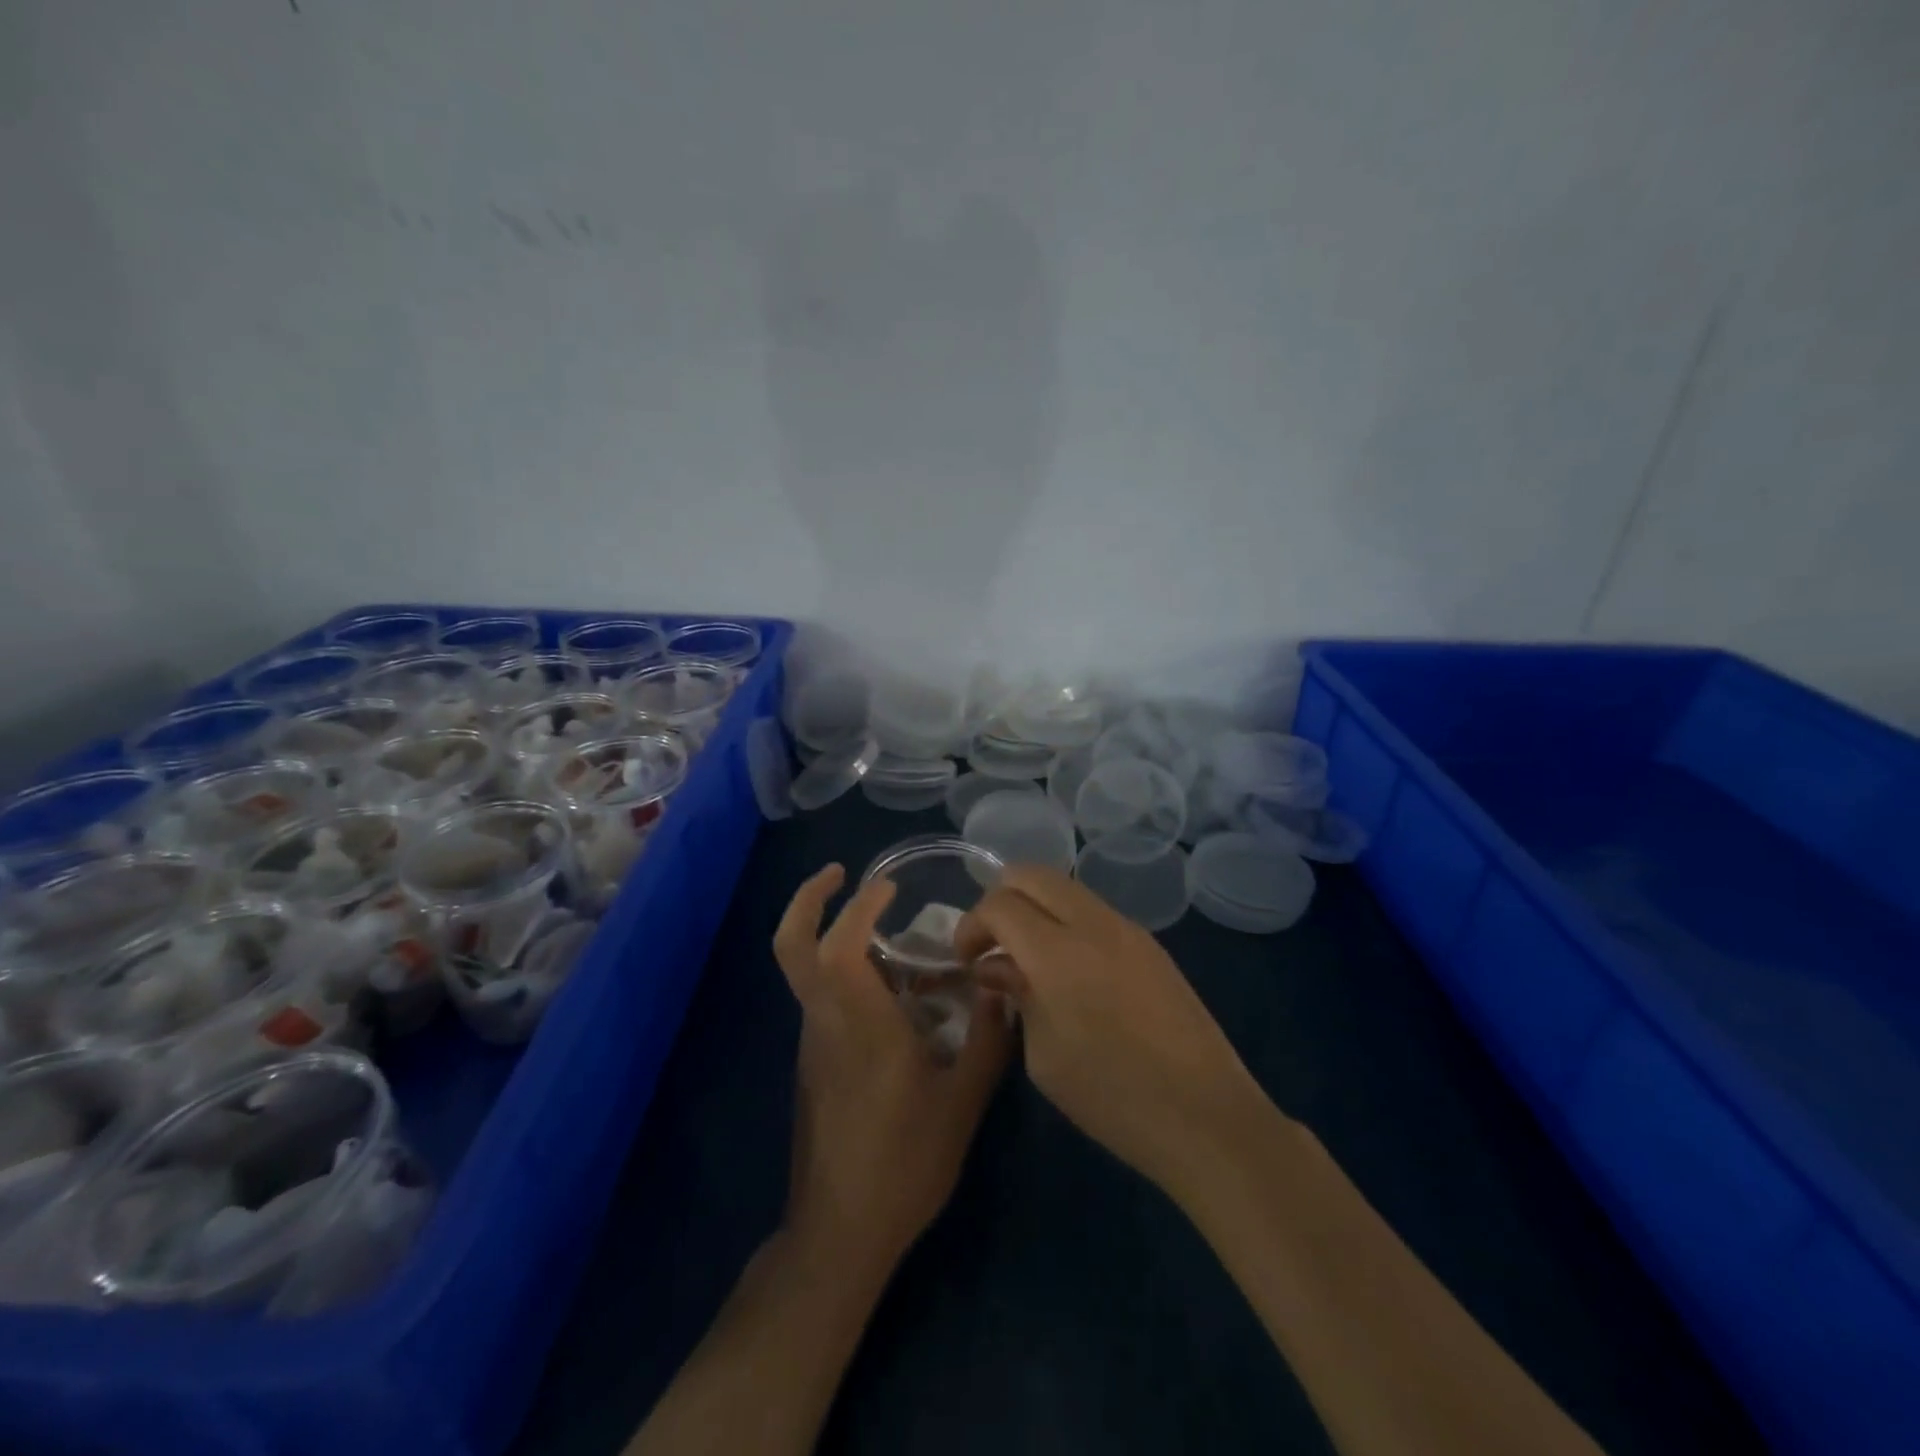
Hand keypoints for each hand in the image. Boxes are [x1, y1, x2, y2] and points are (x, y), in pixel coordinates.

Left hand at [773, 864, 1011, 1267]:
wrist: (841, 1232)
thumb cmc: (904, 1164)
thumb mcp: (963, 1103)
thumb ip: (986, 1040)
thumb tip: (1002, 989)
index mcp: (860, 1025)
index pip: (838, 947)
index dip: (857, 906)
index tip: (888, 888)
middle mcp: (826, 1022)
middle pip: (791, 947)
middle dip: (807, 900)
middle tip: (841, 873)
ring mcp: (813, 1042)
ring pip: (808, 970)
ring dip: (837, 937)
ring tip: (895, 936)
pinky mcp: (814, 1062)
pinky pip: (825, 999)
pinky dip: (849, 975)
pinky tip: (897, 996)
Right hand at [954, 867, 1263, 1194]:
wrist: (1207, 1116)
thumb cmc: (1112, 1097)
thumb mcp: (1043, 1055)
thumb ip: (1016, 996)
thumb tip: (998, 968)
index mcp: (1058, 952)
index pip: (1000, 904)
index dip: (972, 925)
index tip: (965, 960)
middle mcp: (1093, 923)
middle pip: (1032, 874)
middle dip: (1000, 899)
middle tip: (991, 944)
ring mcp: (1128, 929)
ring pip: (1066, 888)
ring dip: (1036, 908)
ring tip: (1027, 957)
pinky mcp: (1151, 945)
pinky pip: (1095, 912)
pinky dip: (1067, 923)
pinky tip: (1069, 970)